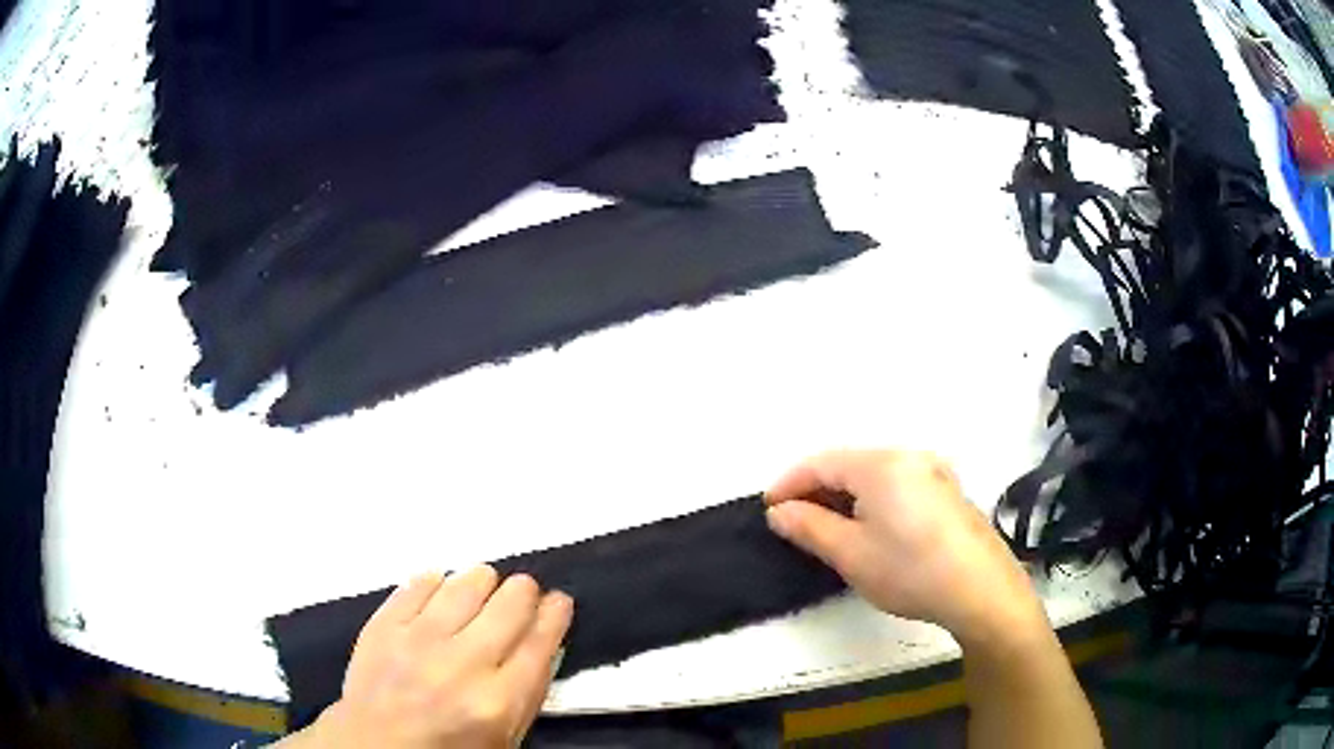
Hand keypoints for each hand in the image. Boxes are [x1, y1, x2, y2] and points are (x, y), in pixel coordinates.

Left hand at [288, 566, 572, 748]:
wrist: (376, 745)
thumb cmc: (448, 748)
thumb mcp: (505, 737)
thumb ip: (527, 691)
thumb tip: (542, 640)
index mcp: (499, 700)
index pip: (541, 641)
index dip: (556, 614)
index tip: (559, 601)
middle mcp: (462, 664)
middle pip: (509, 604)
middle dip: (524, 591)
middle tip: (521, 593)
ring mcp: (418, 639)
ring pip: (466, 583)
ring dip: (483, 580)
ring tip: (484, 586)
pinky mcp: (383, 624)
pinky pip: (418, 583)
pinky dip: (437, 581)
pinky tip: (441, 589)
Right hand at [765, 450, 1046, 646]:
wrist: (981, 589)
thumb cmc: (910, 570)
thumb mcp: (851, 554)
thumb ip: (809, 527)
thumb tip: (779, 512)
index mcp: (881, 464)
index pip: (822, 462)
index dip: (789, 483)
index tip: (768, 508)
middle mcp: (909, 456)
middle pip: (850, 464)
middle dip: (818, 490)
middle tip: (795, 522)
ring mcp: (934, 472)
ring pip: (876, 475)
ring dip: (846, 496)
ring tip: (828, 528)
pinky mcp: (949, 491)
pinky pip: (899, 485)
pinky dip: (874, 500)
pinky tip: (871, 528)